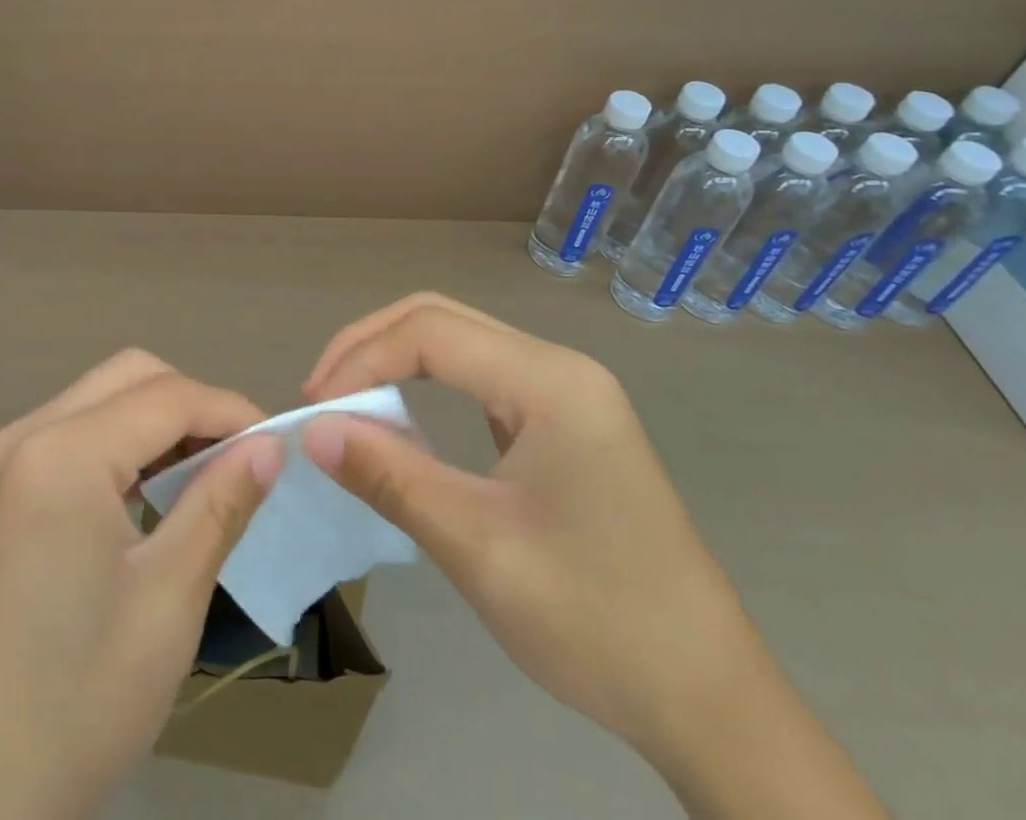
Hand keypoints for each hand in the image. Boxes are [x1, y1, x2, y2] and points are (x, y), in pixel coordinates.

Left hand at [0, 351, 281, 819]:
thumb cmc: (81, 699)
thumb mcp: (170, 599)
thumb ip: (221, 504)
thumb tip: (270, 445)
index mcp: (62, 455)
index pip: (167, 396)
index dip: (231, 411)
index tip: (277, 444)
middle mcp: (26, 434)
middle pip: (130, 376)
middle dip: (194, 404)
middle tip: (238, 459)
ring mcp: (4, 459)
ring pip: (102, 396)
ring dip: (159, 419)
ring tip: (204, 475)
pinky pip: (75, 429)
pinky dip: (123, 441)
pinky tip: (149, 493)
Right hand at [301, 293, 885, 819]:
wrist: (713, 705)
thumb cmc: (597, 622)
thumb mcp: (478, 548)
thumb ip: (390, 477)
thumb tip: (312, 432)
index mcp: (550, 382)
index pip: (430, 334)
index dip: (360, 360)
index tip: (313, 410)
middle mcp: (560, 367)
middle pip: (441, 319)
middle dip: (369, 346)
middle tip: (320, 397)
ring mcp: (567, 392)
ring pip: (459, 342)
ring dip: (394, 361)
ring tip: (346, 405)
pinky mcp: (565, 421)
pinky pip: (479, 378)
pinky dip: (426, 385)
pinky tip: (400, 420)